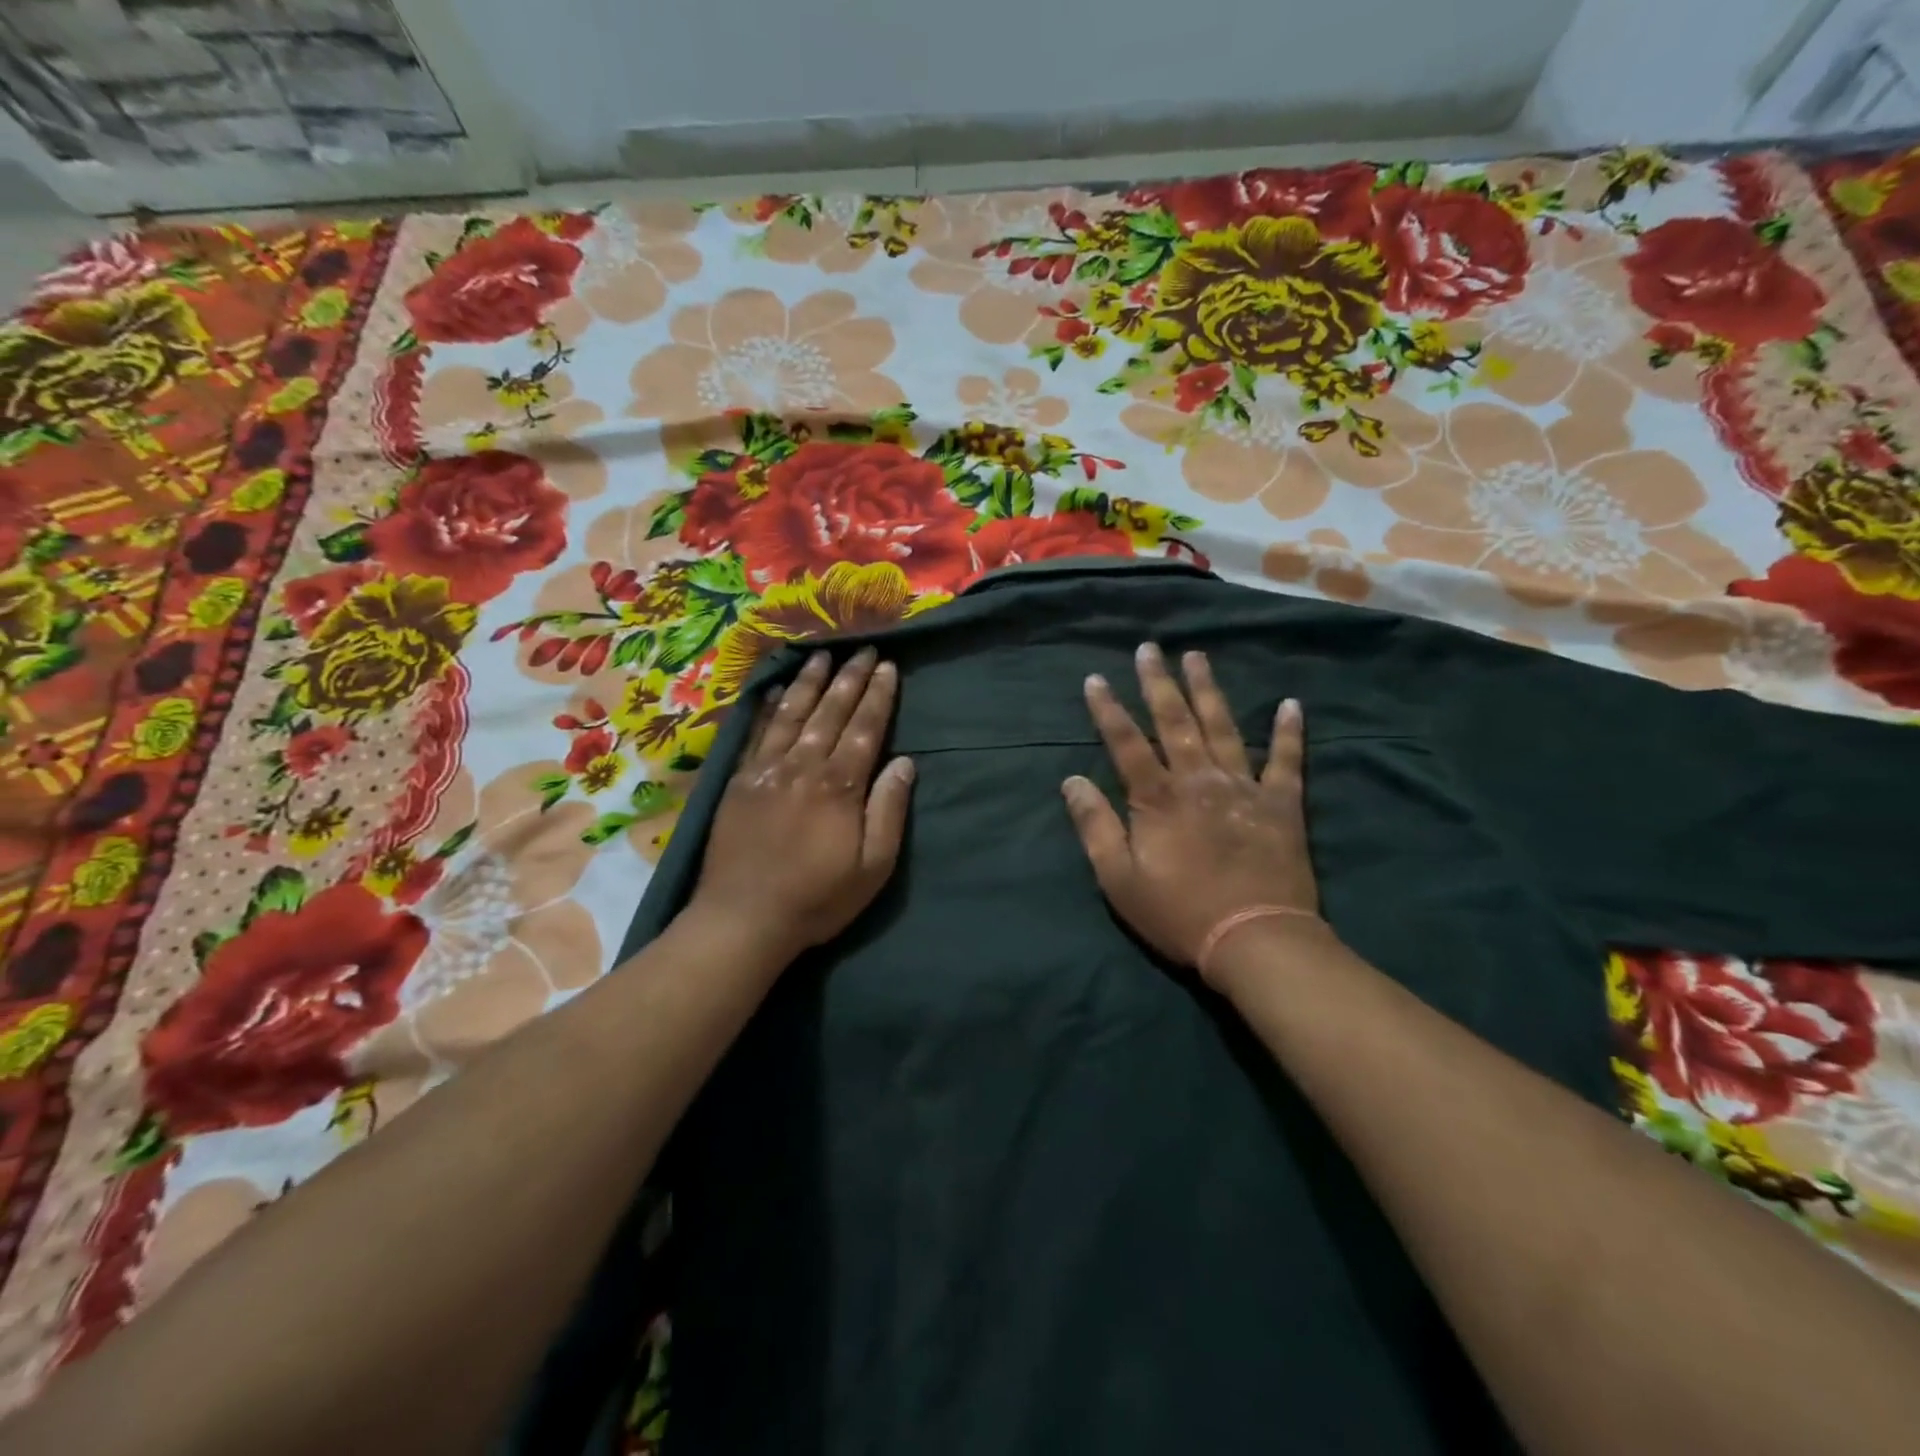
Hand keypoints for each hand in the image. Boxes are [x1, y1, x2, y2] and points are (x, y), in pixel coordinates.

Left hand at [686, 648, 914, 962]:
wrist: (742, 919)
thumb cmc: (817, 898)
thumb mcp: (873, 866)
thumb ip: (888, 810)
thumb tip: (904, 762)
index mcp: (839, 785)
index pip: (865, 728)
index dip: (878, 696)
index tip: (887, 667)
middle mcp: (803, 766)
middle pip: (830, 712)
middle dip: (850, 678)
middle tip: (863, 649)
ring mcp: (766, 770)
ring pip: (793, 713)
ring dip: (810, 682)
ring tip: (823, 656)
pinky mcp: (739, 781)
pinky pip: (757, 733)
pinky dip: (770, 708)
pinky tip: (778, 690)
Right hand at [1062, 643, 1319, 987]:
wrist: (1255, 939)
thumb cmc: (1179, 913)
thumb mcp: (1119, 879)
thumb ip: (1095, 826)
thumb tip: (1072, 781)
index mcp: (1157, 798)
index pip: (1126, 743)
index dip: (1108, 710)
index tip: (1095, 679)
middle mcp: (1198, 780)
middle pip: (1175, 722)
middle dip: (1158, 683)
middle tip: (1149, 649)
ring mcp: (1243, 787)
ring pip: (1223, 727)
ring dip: (1208, 690)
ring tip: (1197, 656)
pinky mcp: (1281, 804)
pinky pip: (1287, 761)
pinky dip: (1289, 732)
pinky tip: (1291, 704)